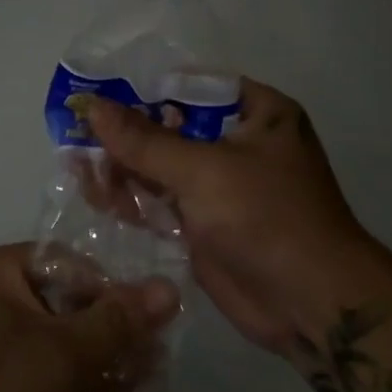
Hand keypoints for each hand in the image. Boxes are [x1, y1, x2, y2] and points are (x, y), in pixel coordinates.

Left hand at [0, 243, 178, 391]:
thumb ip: (117, 322)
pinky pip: (38, 364)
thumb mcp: (65, 357)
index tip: (146, 332)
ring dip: (98, 366)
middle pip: (66, 302)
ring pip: (56, 338)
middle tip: (150, 371)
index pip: (71, 264)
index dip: (114, 294)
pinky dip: (71, 384)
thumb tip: (168, 288)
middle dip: (112, 339)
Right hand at [86, 80, 368, 357]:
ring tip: (83, 173)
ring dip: (124, 169)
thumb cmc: (267, 218)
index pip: (189, 87)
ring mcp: (221, 185)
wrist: (311, 305)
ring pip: (161, 166)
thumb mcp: (203, 171)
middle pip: (169, 127)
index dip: (143, 90)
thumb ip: (144, 140)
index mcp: (257, 113)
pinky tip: (99, 197)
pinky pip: (162, 200)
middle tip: (80, 141)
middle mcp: (239, 142)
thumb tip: (92, 106)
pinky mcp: (206, 222)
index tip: (97, 97)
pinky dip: (133, 199)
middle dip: (126, 136)